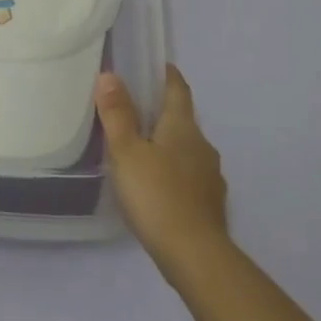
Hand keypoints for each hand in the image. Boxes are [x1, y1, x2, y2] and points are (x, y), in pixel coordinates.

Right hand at [95, 65, 230, 279]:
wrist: (194, 254)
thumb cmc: (156, 195)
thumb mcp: (127, 152)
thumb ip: (117, 114)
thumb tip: (110, 75)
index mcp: (182, 127)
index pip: (178, 90)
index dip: (168, 75)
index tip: (158, 66)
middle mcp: (202, 145)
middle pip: (183, 120)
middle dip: (163, 112)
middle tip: (135, 109)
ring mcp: (210, 176)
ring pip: (187, 149)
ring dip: (168, 143)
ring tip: (142, 149)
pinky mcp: (209, 202)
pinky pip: (190, 174)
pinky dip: (174, 170)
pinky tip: (158, 184)